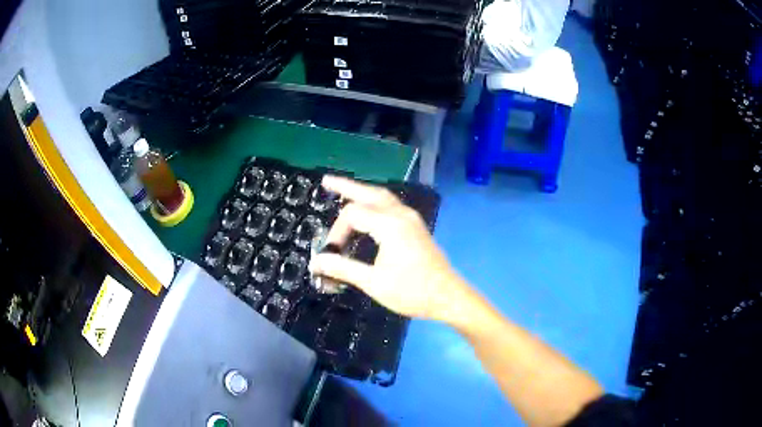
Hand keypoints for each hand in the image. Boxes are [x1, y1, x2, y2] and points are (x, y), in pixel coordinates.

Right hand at [309, 176, 466, 321]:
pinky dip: (375, 201)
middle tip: (326, 181)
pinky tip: (369, 208)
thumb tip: (316, 261)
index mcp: (389, 224)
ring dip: (362, 192)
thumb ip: (343, 268)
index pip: (353, 214)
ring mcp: (411, 219)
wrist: (447, 296)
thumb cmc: (411, 291)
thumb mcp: (373, 282)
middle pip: (369, 193)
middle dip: (347, 187)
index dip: (337, 231)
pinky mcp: (416, 226)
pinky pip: (392, 205)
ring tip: (344, 189)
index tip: (331, 253)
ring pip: (383, 196)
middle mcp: (401, 214)